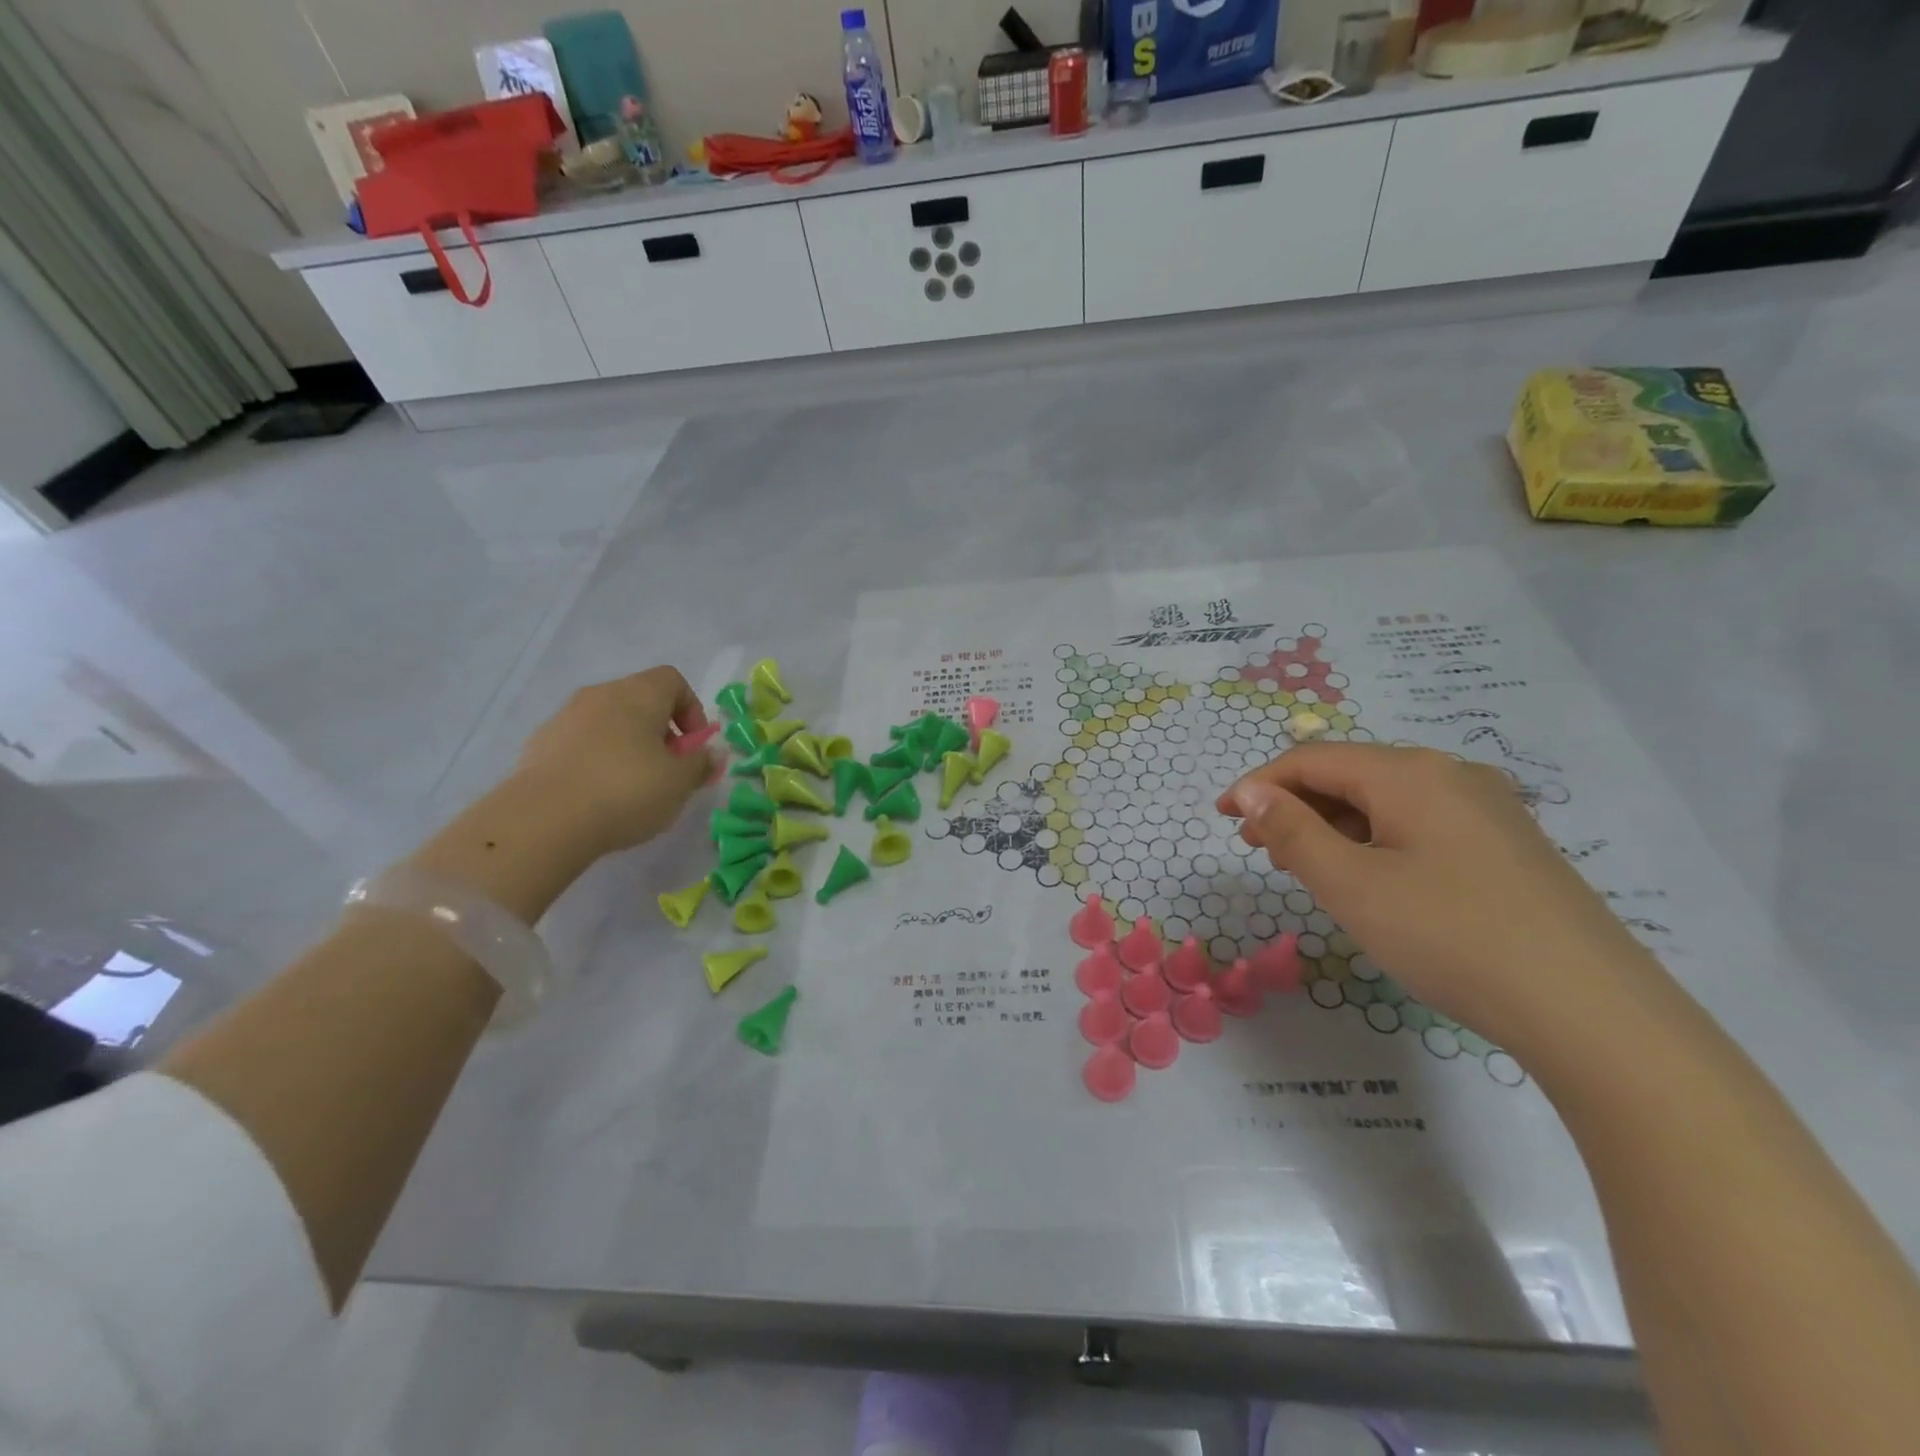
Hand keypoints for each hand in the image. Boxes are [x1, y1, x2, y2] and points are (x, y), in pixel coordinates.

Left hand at [515, 667, 718, 856]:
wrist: (542, 821)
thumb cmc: (627, 791)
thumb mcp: (680, 783)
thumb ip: (701, 764)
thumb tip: (711, 753)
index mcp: (638, 694)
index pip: (673, 680)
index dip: (691, 709)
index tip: (693, 746)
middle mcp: (600, 695)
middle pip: (639, 700)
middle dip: (660, 731)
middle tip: (668, 769)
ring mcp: (564, 718)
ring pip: (608, 722)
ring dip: (627, 746)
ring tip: (632, 788)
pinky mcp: (539, 746)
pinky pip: (580, 744)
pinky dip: (596, 761)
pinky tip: (598, 796)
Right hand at [1217, 744, 1663, 1053]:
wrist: (1592, 1011)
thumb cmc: (1451, 937)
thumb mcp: (1352, 885)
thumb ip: (1292, 832)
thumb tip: (1251, 793)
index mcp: (1410, 773)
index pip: (1312, 759)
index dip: (1259, 784)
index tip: (1223, 818)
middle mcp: (1450, 774)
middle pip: (1350, 774)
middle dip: (1294, 804)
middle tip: (1256, 846)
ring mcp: (1487, 809)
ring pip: (1386, 801)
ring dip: (1333, 824)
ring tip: (1303, 864)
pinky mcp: (1507, 845)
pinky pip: (1420, 824)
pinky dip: (1375, 840)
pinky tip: (1369, 877)